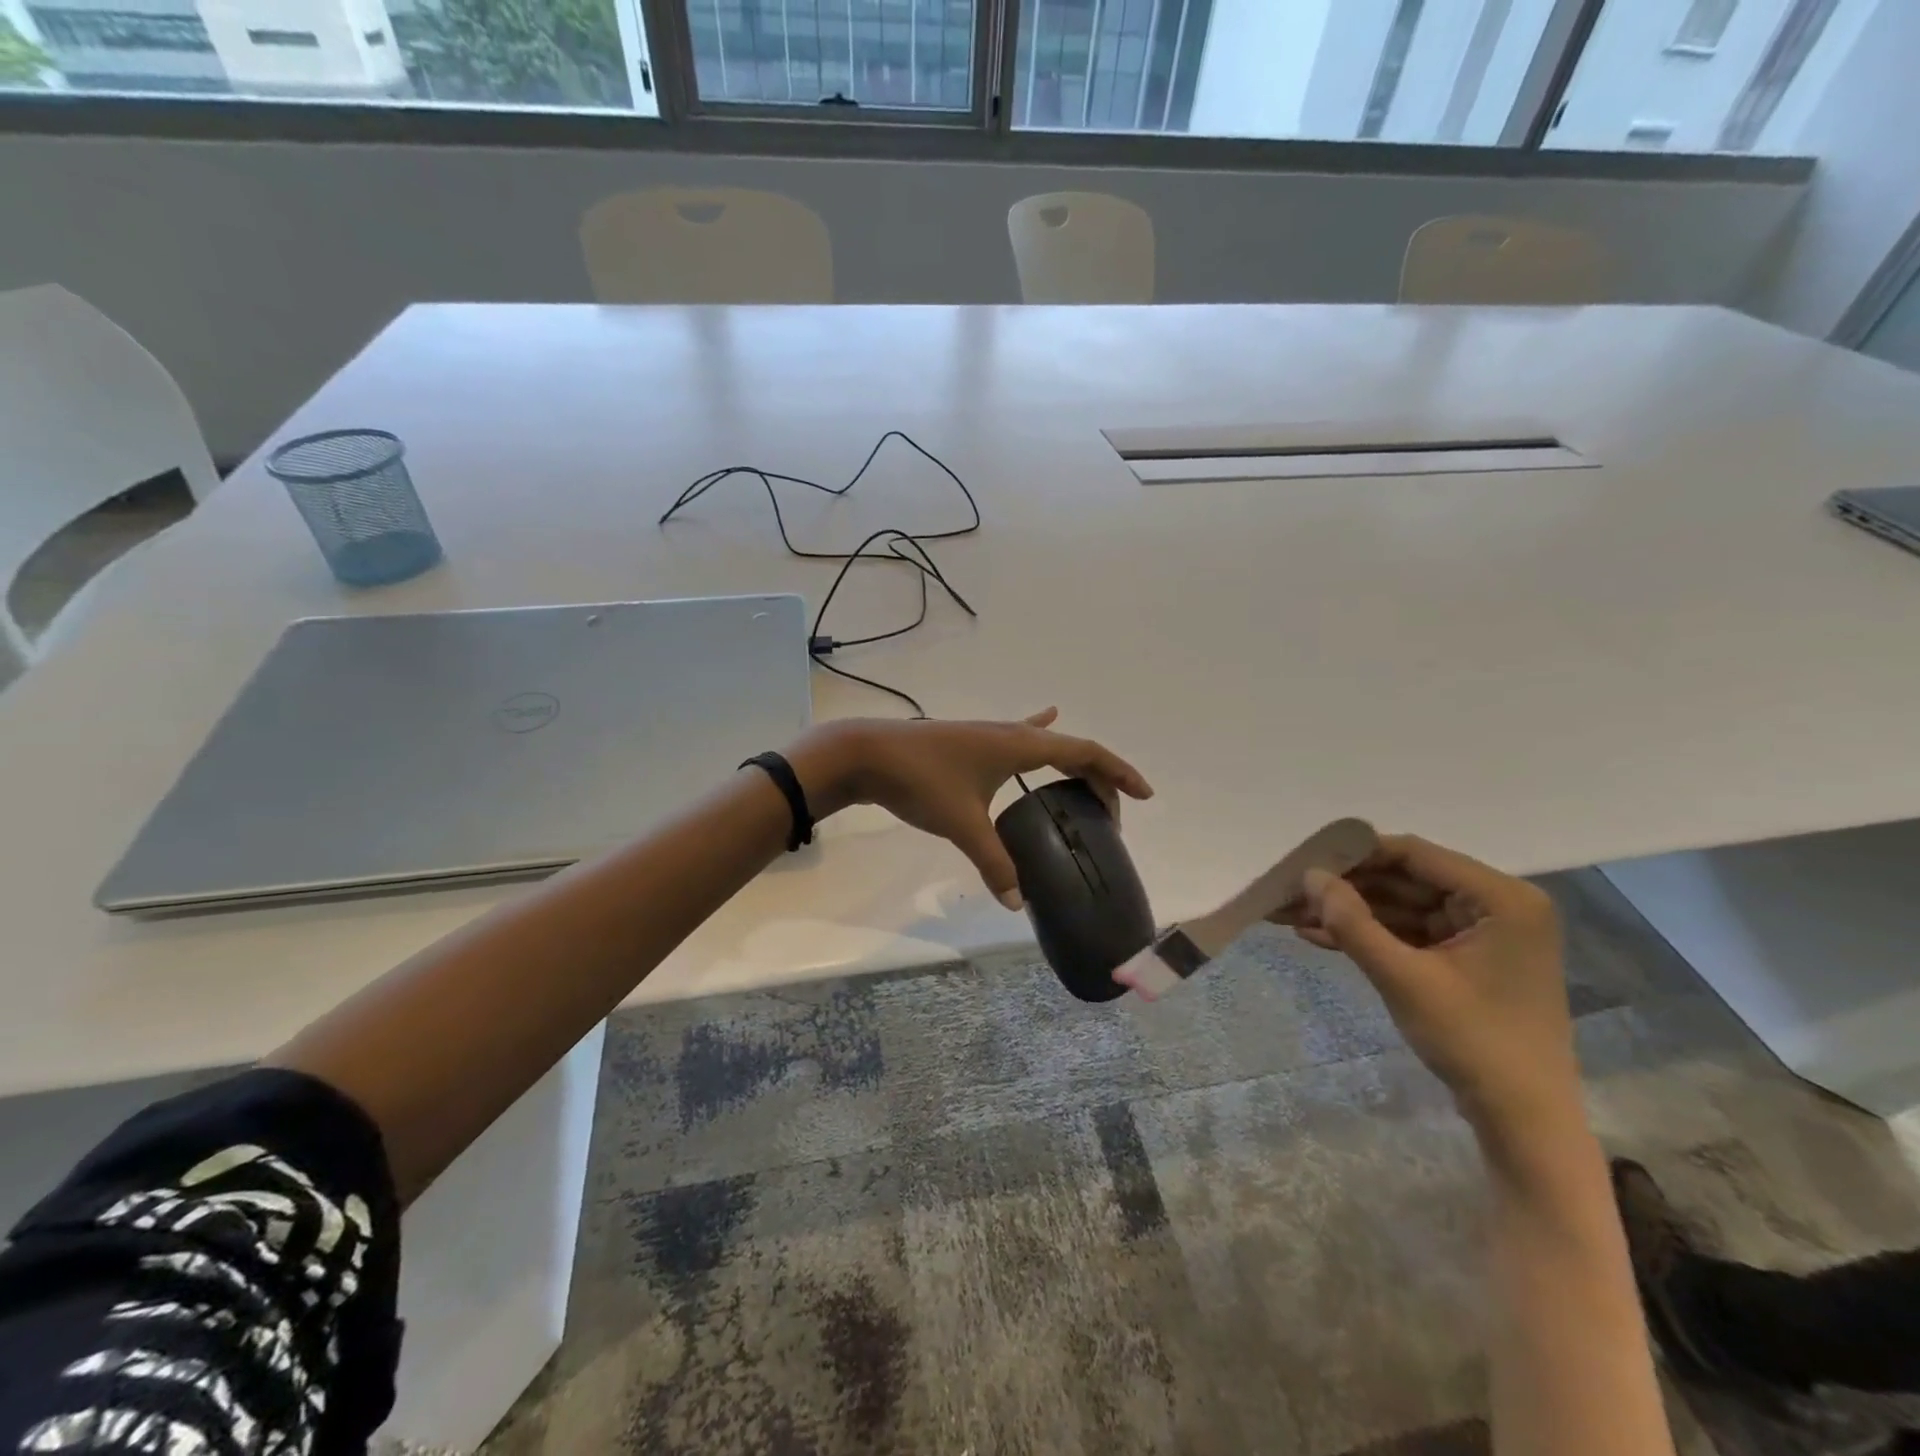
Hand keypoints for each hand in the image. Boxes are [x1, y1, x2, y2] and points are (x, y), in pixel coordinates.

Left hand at [787, 709, 1151, 907]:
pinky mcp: (971, 743)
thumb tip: (1018, 903)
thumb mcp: (963, 824)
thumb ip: (994, 863)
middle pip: (1070, 749)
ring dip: (1071, 763)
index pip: (1085, 751)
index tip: (1145, 794)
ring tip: (1088, 786)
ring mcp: (989, 736)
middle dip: (1097, 779)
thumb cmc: (920, 780)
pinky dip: (1038, 731)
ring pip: (1045, 745)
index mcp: (1021, 745)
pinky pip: (1017, 737)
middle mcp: (1011, 734)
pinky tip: (1045, 718)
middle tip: (1111, 817)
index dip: (1117, 772)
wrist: (867, 754)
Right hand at [1287, 834, 1576, 1146]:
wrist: (1522, 1121)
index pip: (1415, 855)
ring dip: (1349, 912)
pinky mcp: (1465, 957)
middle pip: (1404, 879)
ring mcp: (1481, 932)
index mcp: (1501, 899)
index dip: (1355, 854)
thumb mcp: (1403, 979)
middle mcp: (1495, 905)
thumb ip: (1353, 923)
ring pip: (1400, 906)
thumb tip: (1309, 876)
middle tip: (1289, 891)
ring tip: (1289, 913)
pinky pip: (1408, 932)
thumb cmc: (1473, 1042)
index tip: (1304, 860)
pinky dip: (1368, 934)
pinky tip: (1317, 935)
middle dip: (1345, 888)